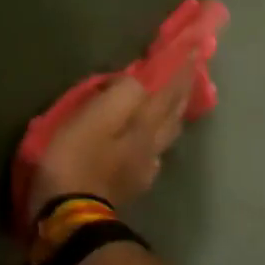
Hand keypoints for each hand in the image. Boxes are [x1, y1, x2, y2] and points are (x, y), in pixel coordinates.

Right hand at [27, 57, 195, 228]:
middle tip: (191, 69)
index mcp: (142, 124)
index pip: (167, 90)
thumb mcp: (92, 117)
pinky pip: (151, 153)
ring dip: (173, 113)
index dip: (180, 68)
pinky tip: (151, 142)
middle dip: (182, 89)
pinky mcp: (128, 185)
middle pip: (173, 112)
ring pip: (166, 134)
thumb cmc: (75, 160)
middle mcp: (150, 145)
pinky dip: (157, 138)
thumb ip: (118, 94)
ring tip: (175, 100)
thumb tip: (135, 81)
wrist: (70, 217)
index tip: (195, 47)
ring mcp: (142, 168)